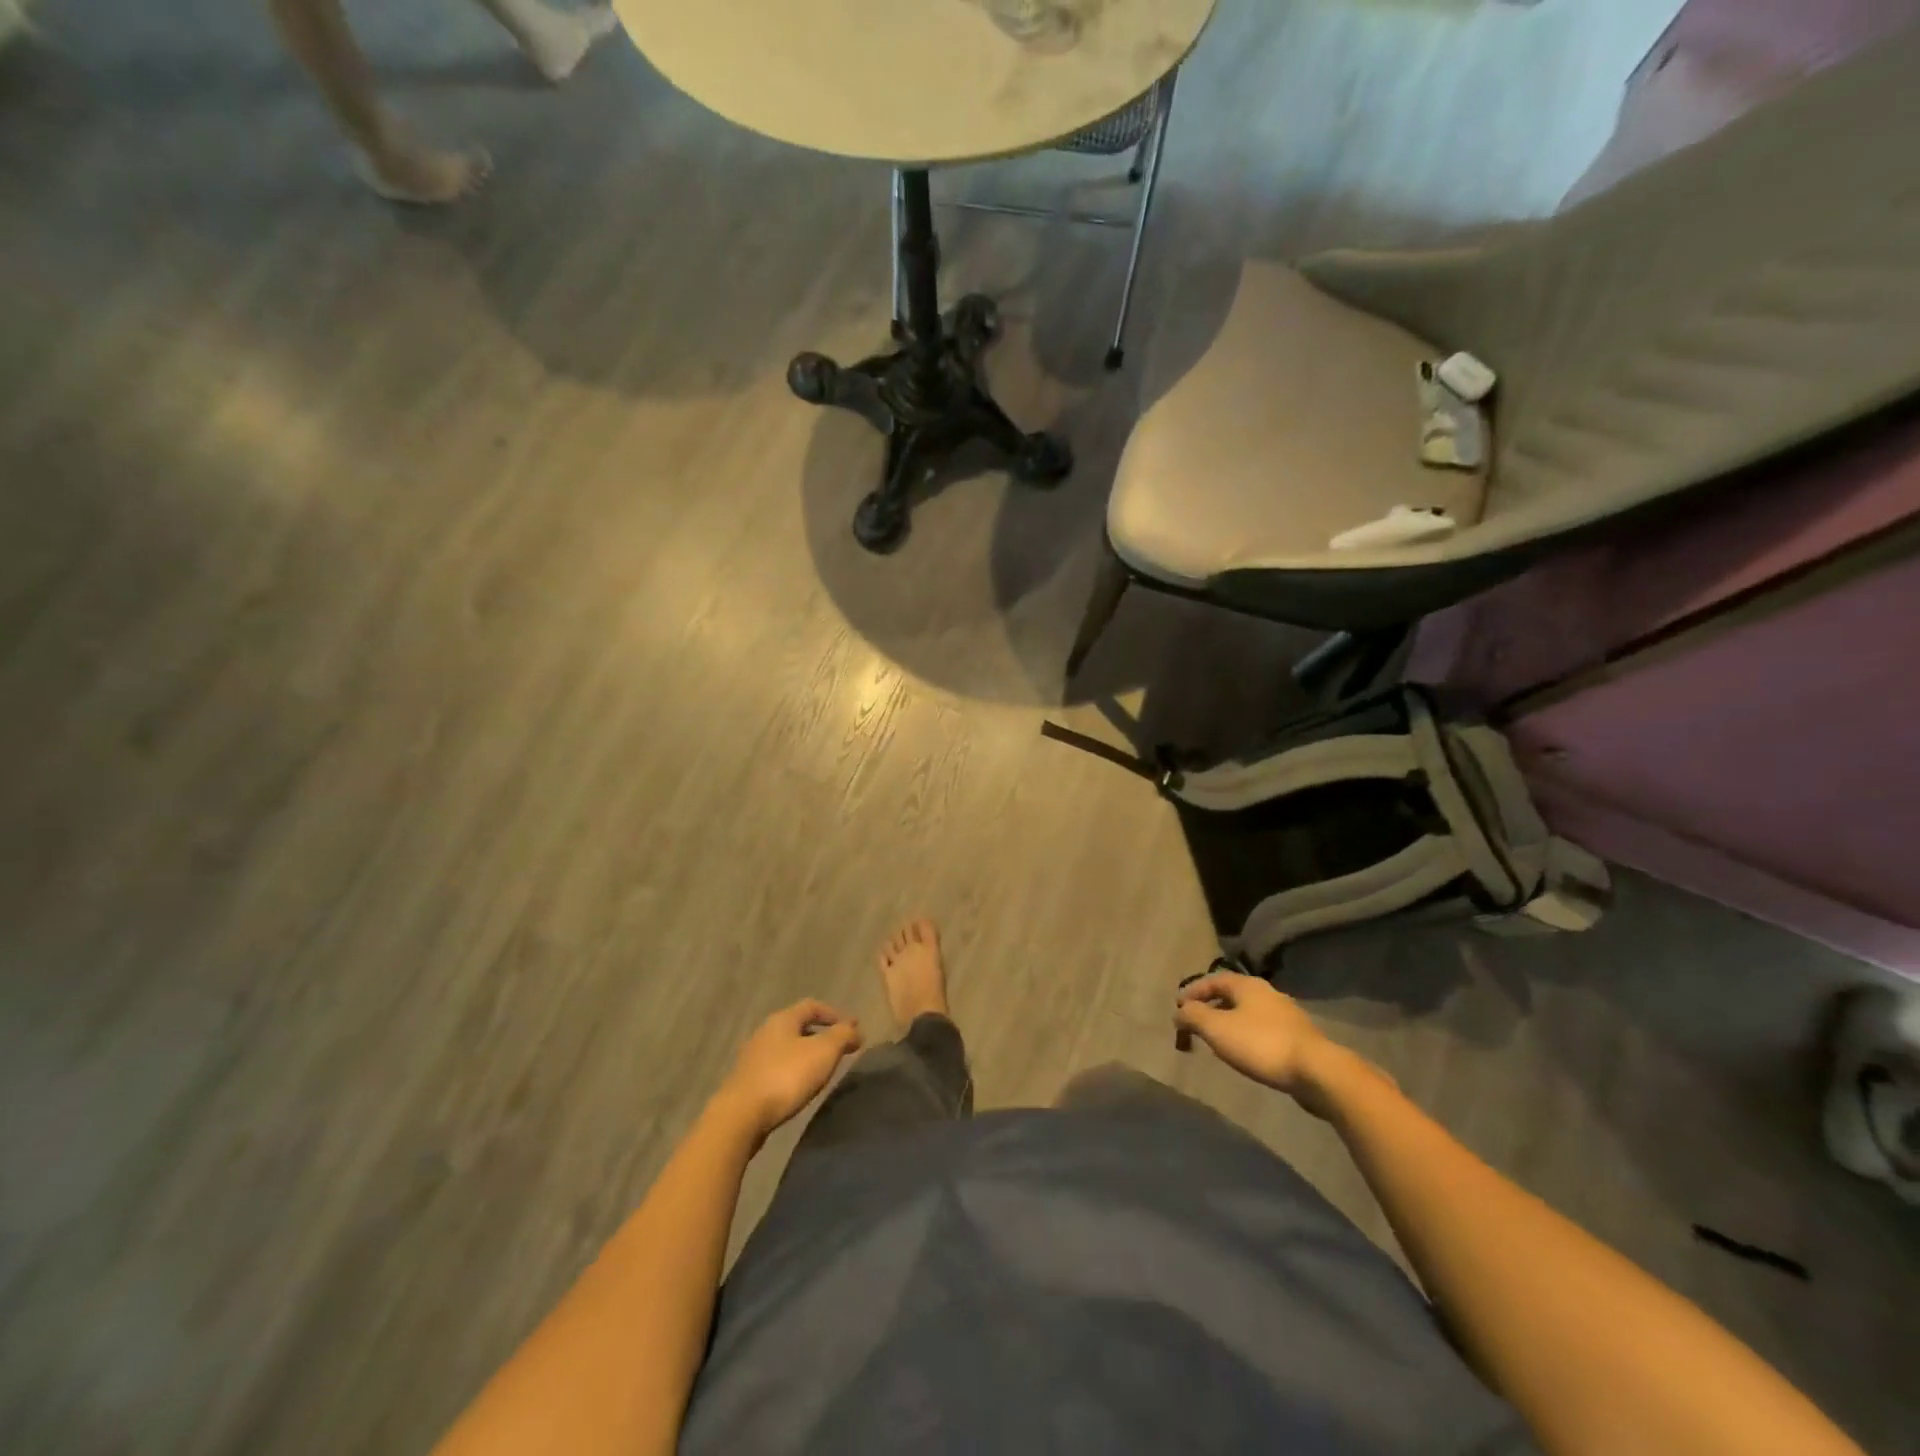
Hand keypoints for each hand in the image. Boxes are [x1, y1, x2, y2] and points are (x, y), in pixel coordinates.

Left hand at [713, 1000, 862, 1143]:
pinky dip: (793, 1070)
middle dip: (821, 1034)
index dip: (835, 1014)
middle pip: (798, 1026)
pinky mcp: (747, 1082)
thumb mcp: (824, 1052)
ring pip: (786, 1048)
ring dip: (807, 1054)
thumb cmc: (786, 1076)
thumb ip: (842, 1036)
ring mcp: (753, 1058)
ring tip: (823, 1069)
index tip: (854, 1027)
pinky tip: (800, 1086)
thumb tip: (855, 1029)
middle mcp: (765, 1032)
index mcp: (782, 1019)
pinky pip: (777, 1068)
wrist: (740, 1116)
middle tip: (841, 1048)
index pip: (812, 1006)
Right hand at [1175, 973, 1338, 1109]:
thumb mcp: (1217, 1029)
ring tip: (1216, 1041)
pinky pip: (1262, 1030)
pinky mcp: (1298, 1037)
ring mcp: (1286, 1015)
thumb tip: (1179, 1011)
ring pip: (1247, 1013)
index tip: (1177, 1008)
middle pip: (1230, 995)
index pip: (1212, 980)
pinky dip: (1246, 1036)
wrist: (1317, 1071)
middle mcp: (1267, 993)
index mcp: (1247, 985)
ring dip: (1228, 1023)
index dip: (1192, 992)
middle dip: (1209, 1008)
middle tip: (1194, 1025)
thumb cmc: (1261, 1044)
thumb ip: (1193, 1016)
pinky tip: (1244, 1053)